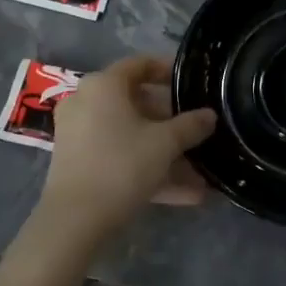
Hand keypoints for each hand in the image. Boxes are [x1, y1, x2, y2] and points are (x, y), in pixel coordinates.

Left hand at [38, 54, 216, 235]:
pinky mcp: (78, 163)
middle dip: (170, 121)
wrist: (75, 220)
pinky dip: (147, 169)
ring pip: (130, 135)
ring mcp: (79, 134)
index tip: (191, 83)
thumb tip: (209, 115)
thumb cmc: (122, 164)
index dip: (167, 71)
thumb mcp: (165, 143)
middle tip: (197, 130)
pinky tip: (184, 194)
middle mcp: (86, 102)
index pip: (140, 65)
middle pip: (136, 102)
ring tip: (199, 173)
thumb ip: (191, 125)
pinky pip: (119, 156)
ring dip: (164, 152)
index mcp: (104, 85)